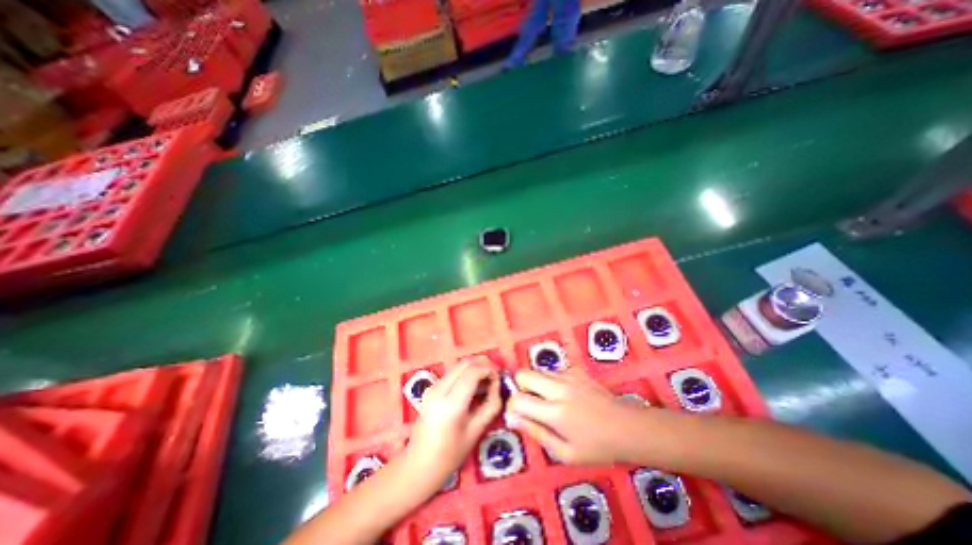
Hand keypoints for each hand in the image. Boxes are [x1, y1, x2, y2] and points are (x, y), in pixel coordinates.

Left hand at [408, 356, 504, 483]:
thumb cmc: (450, 454)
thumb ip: (491, 405)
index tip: (500, 377)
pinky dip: (467, 373)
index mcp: (451, 404)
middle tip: (495, 375)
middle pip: (465, 363)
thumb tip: (497, 384)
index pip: (472, 373)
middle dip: (483, 364)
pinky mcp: (432, 388)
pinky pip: (453, 372)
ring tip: (487, 381)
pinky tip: (474, 386)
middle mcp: (439, 390)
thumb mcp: (476, 431)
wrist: (419, 464)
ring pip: (459, 365)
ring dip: (475, 367)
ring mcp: (433, 387)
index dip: (489, 369)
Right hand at [506, 366, 647, 464]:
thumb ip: (536, 433)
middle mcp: (558, 387)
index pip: (517, 399)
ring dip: (537, 384)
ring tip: (551, 402)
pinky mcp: (576, 370)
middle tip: (533, 405)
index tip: (519, 416)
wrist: (628, 427)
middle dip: (521, 388)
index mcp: (554, 412)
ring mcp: (568, 375)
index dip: (512, 407)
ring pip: (537, 370)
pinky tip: (566, 395)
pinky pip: (553, 371)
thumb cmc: (597, 447)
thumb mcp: (565, 453)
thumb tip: (512, 419)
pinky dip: (551, 381)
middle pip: (523, 374)